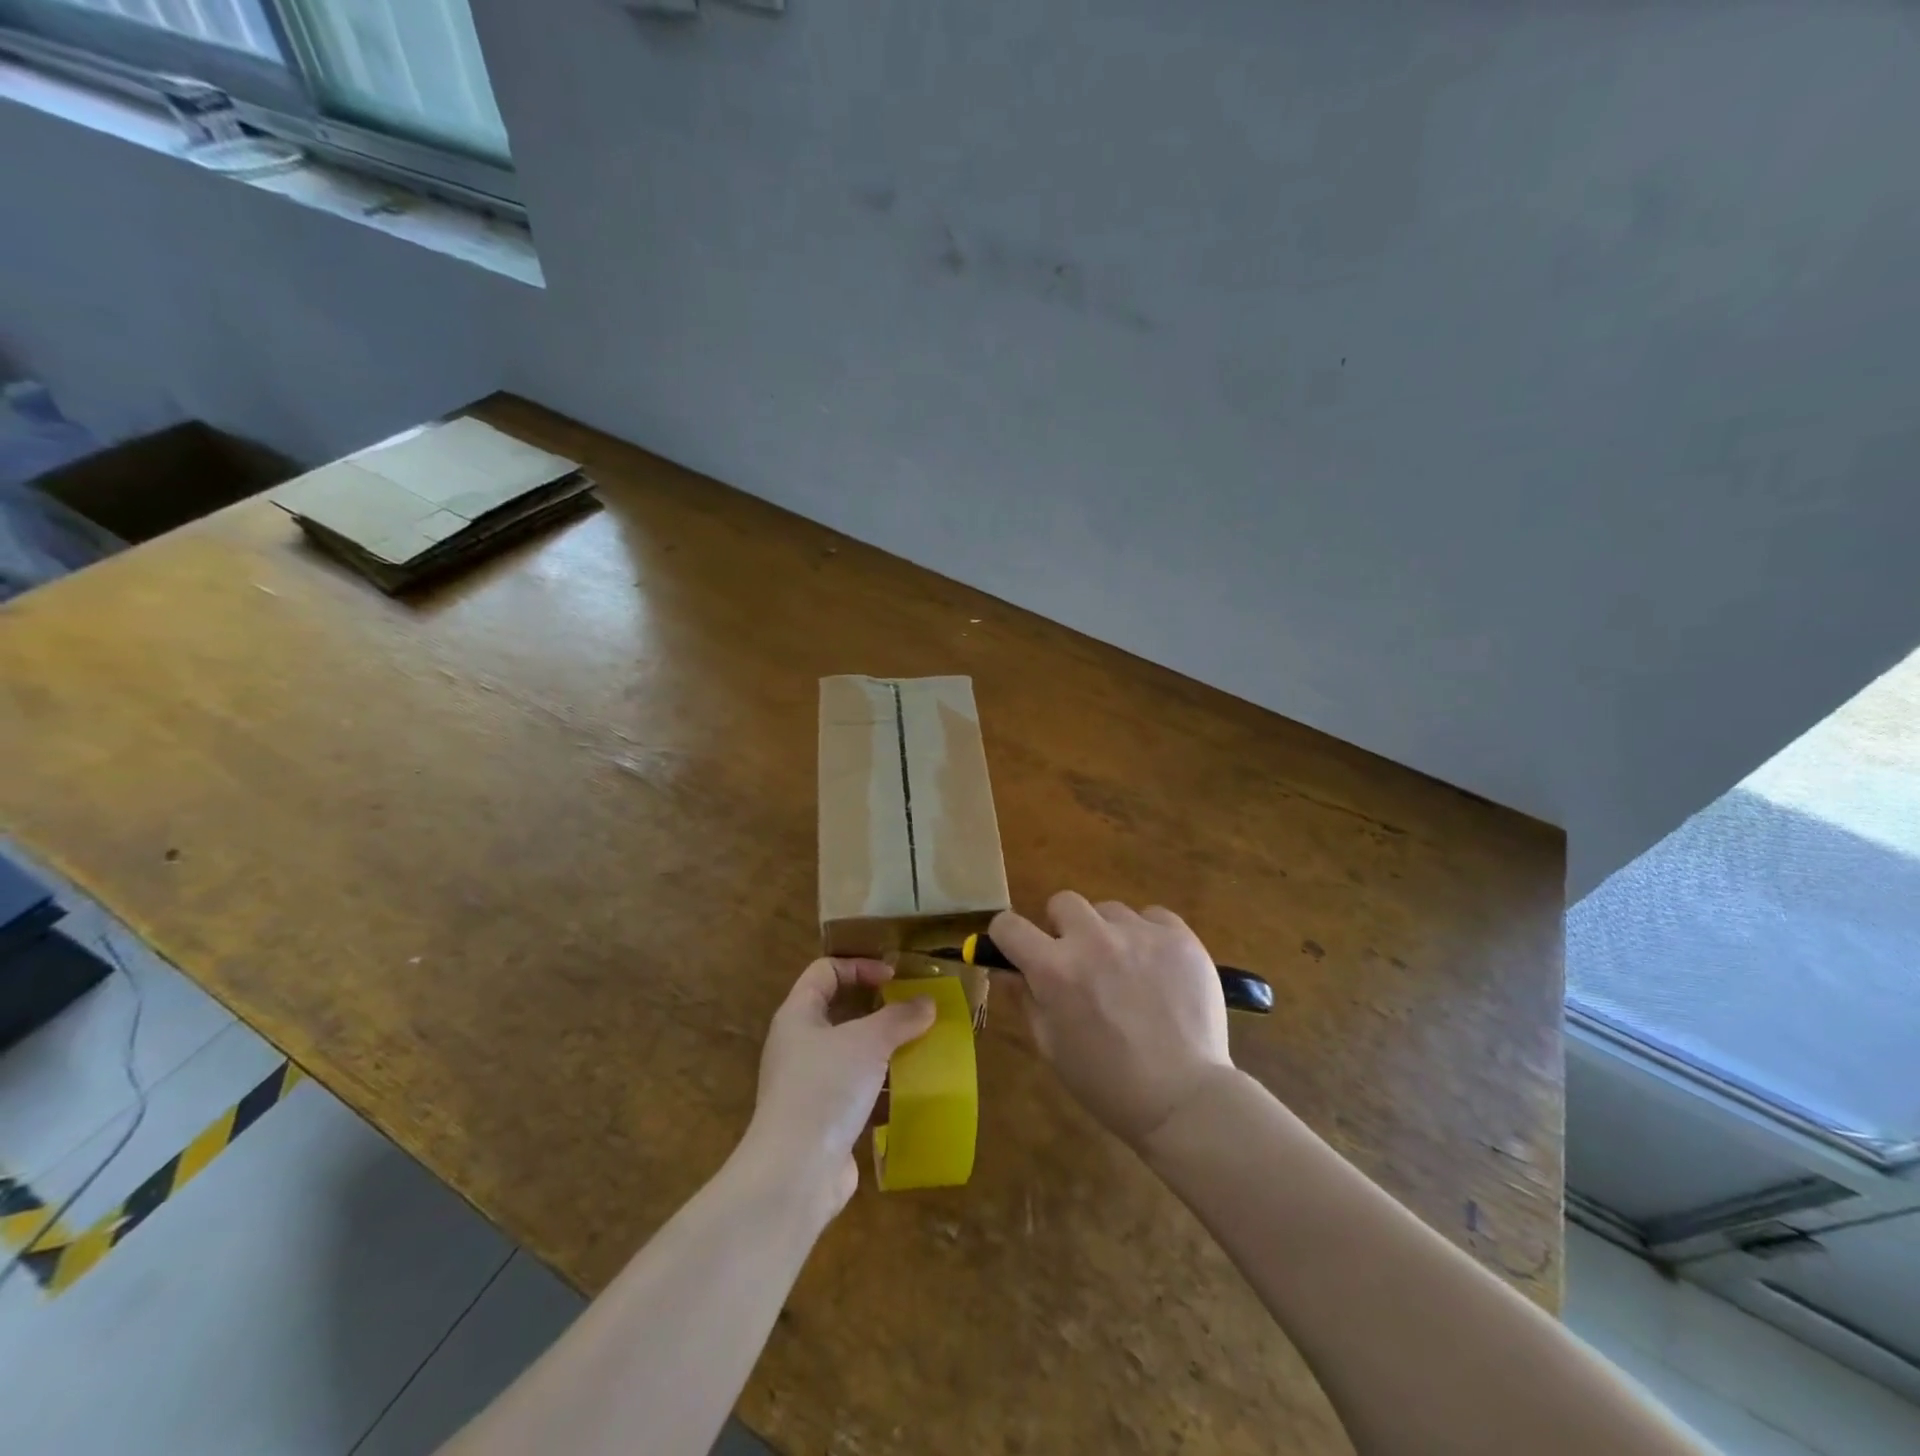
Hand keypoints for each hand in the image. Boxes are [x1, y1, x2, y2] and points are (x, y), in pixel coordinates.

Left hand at [741, 958, 936, 1213]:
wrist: (794, 1174)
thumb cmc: (825, 1088)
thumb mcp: (868, 1042)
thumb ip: (900, 1018)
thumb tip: (927, 1003)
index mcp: (798, 1015)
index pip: (825, 971)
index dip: (859, 966)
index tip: (894, 979)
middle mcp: (798, 1045)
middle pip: (839, 1011)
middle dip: (878, 1010)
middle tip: (913, 1012)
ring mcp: (808, 1085)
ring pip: (851, 1054)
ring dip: (884, 1050)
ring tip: (919, 1050)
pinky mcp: (823, 1120)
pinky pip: (857, 1091)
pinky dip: (882, 1088)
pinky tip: (910, 1092)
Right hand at [991, 892, 1232, 1149]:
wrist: (1184, 1099)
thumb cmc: (1107, 1083)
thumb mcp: (1051, 1046)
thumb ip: (1025, 999)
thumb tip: (1007, 969)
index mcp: (1054, 968)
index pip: (1008, 925)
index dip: (1007, 936)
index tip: (1019, 950)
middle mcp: (1093, 939)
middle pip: (1062, 902)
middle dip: (1063, 928)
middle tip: (1079, 961)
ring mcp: (1139, 933)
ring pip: (1109, 910)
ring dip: (1108, 932)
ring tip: (1127, 970)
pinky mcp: (1178, 936)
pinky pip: (1153, 916)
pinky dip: (1149, 936)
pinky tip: (1158, 968)